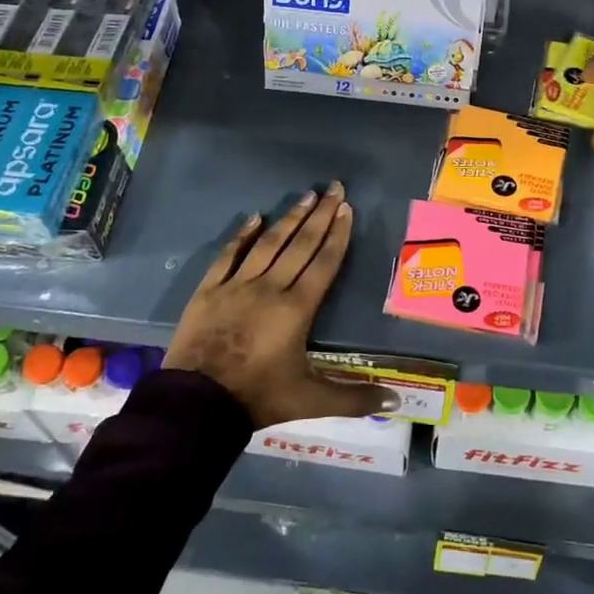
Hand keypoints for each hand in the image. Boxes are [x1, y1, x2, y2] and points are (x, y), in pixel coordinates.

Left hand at [164, 182, 401, 427]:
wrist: (196, 405)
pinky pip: (228, 255)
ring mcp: (237, 285)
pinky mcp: (209, 290)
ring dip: (289, 218)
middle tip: (334, 189)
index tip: (347, 209)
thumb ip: (353, 398)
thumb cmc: (258, 397)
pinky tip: (254, 217)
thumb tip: (397, 403)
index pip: (324, 263)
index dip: (338, 235)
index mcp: (297, 308)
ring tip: (305, 196)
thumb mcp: (310, 401)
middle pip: (300, 245)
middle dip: (320, 215)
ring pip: (268, 244)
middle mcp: (270, 287)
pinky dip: (242, 235)